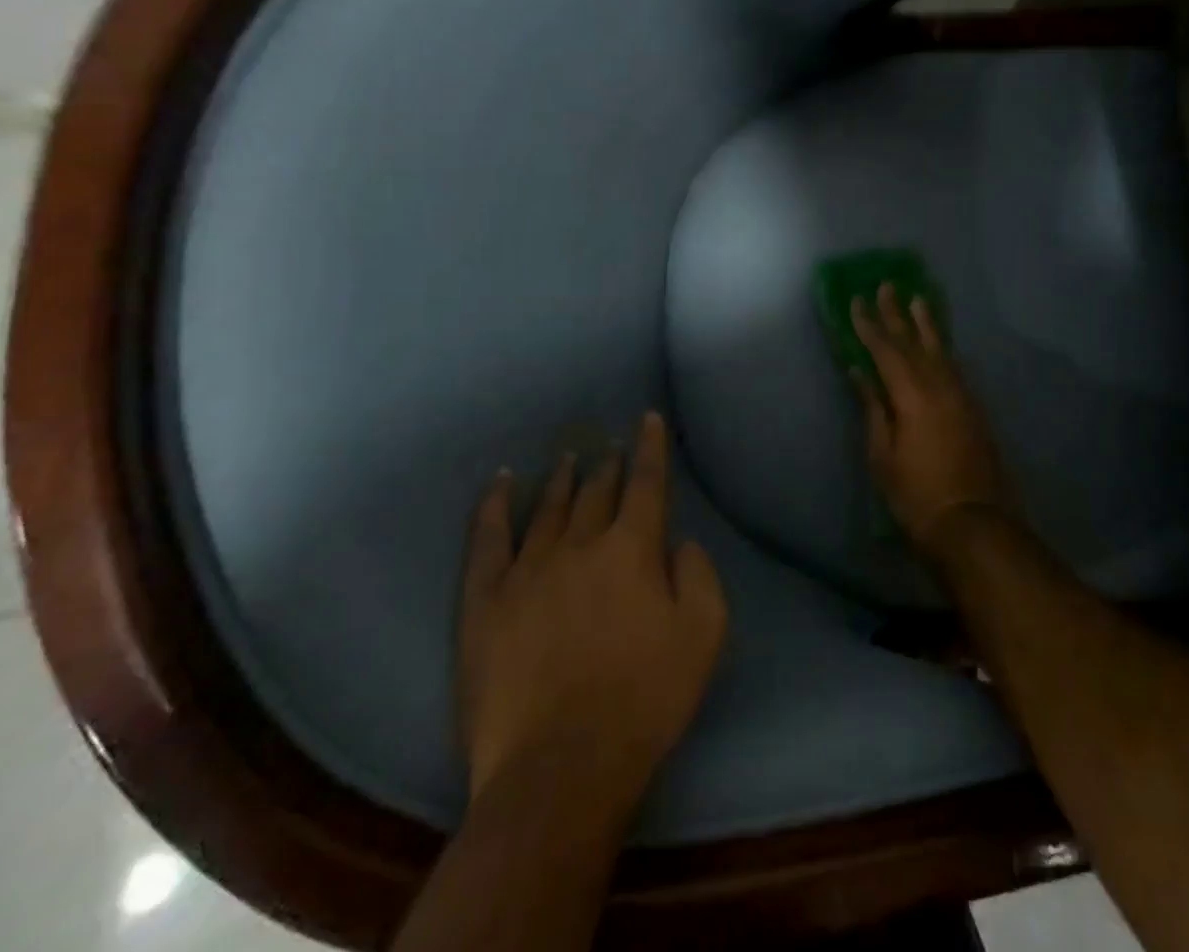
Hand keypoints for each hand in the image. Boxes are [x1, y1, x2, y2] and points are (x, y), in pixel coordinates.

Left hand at [457, 412, 726, 804]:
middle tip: (611, 446)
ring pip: (547, 508)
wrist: (559, 768)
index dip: (650, 448)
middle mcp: (579, 545)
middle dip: (608, 465)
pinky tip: (499, 484)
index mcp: (632, 549)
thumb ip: (698, 575)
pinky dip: (493, 506)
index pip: (646, 484)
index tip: (648, 420)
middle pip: (596, 492)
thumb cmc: (644, 699)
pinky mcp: (485, 602)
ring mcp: (527, 571)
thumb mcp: (703, 635)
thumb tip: (680, 542)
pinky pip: (487, 540)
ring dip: (561, 478)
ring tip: (568, 457)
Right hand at [851, 283, 1015, 557]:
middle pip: (914, 342)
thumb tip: (860, 372)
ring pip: (940, 349)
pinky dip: (942, 348)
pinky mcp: (974, 407)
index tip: (857, 300)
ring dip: (926, 323)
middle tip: (887, 285)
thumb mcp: (883, 455)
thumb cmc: (917, 495)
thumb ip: (873, 408)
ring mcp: (961, 395)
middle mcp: (939, 385)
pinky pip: (954, 365)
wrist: (974, 523)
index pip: (885, 350)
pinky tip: (939, 343)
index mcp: (912, 395)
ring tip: (918, 298)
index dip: (869, 325)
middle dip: (897, 314)